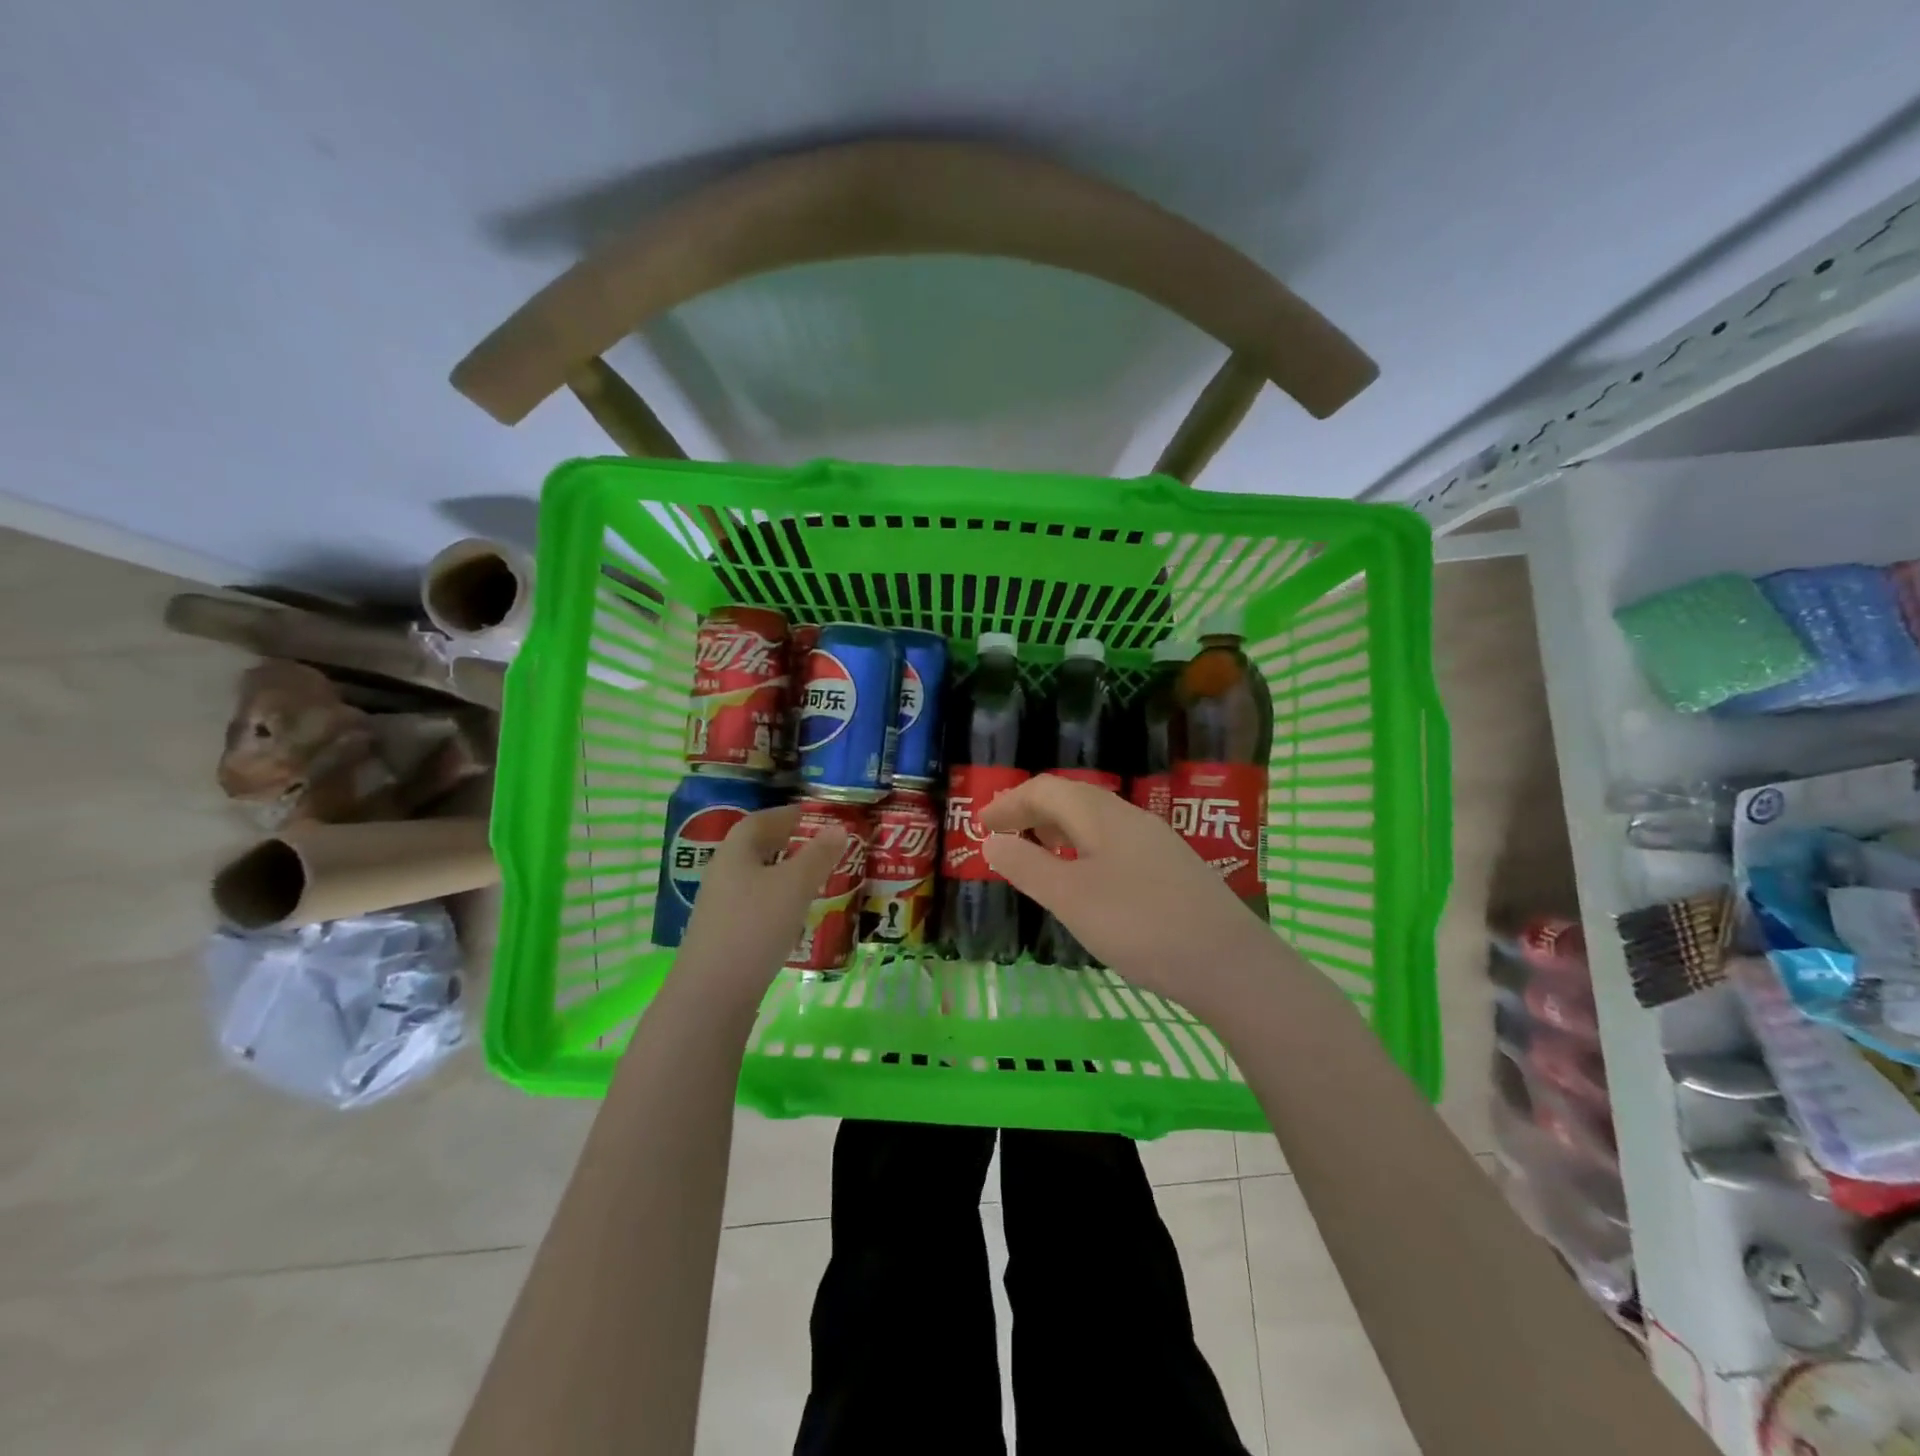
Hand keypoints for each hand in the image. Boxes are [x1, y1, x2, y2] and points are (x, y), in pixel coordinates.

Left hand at [674, 804, 848, 1000]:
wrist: (712, 995)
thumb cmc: (755, 926)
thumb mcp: (795, 886)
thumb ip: (818, 855)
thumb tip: (838, 828)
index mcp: (735, 853)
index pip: (760, 820)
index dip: (788, 815)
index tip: (816, 816)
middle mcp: (723, 875)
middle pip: (756, 850)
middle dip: (789, 845)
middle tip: (822, 847)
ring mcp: (721, 908)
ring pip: (757, 880)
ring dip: (785, 876)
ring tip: (817, 881)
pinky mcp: (725, 937)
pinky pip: (756, 907)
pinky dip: (779, 903)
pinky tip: (797, 918)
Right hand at [980, 774, 1274, 1002]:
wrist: (1228, 962)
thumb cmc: (1139, 925)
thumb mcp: (1071, 898)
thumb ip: (1027, 866)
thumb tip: (992, 841)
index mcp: (1102, 815)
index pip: (1047, 789)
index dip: (1010, 802)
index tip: (981, 824)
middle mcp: (1130, 818)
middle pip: (1073, 799)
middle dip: (1033, 812)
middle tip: (1004, 836)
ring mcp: (1156, 843)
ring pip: (1096, 822)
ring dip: (1060, 830)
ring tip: (1037, 853)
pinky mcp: (1172, 869)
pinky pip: (1115, 844)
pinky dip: (1084, 850)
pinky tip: (1086, 880)